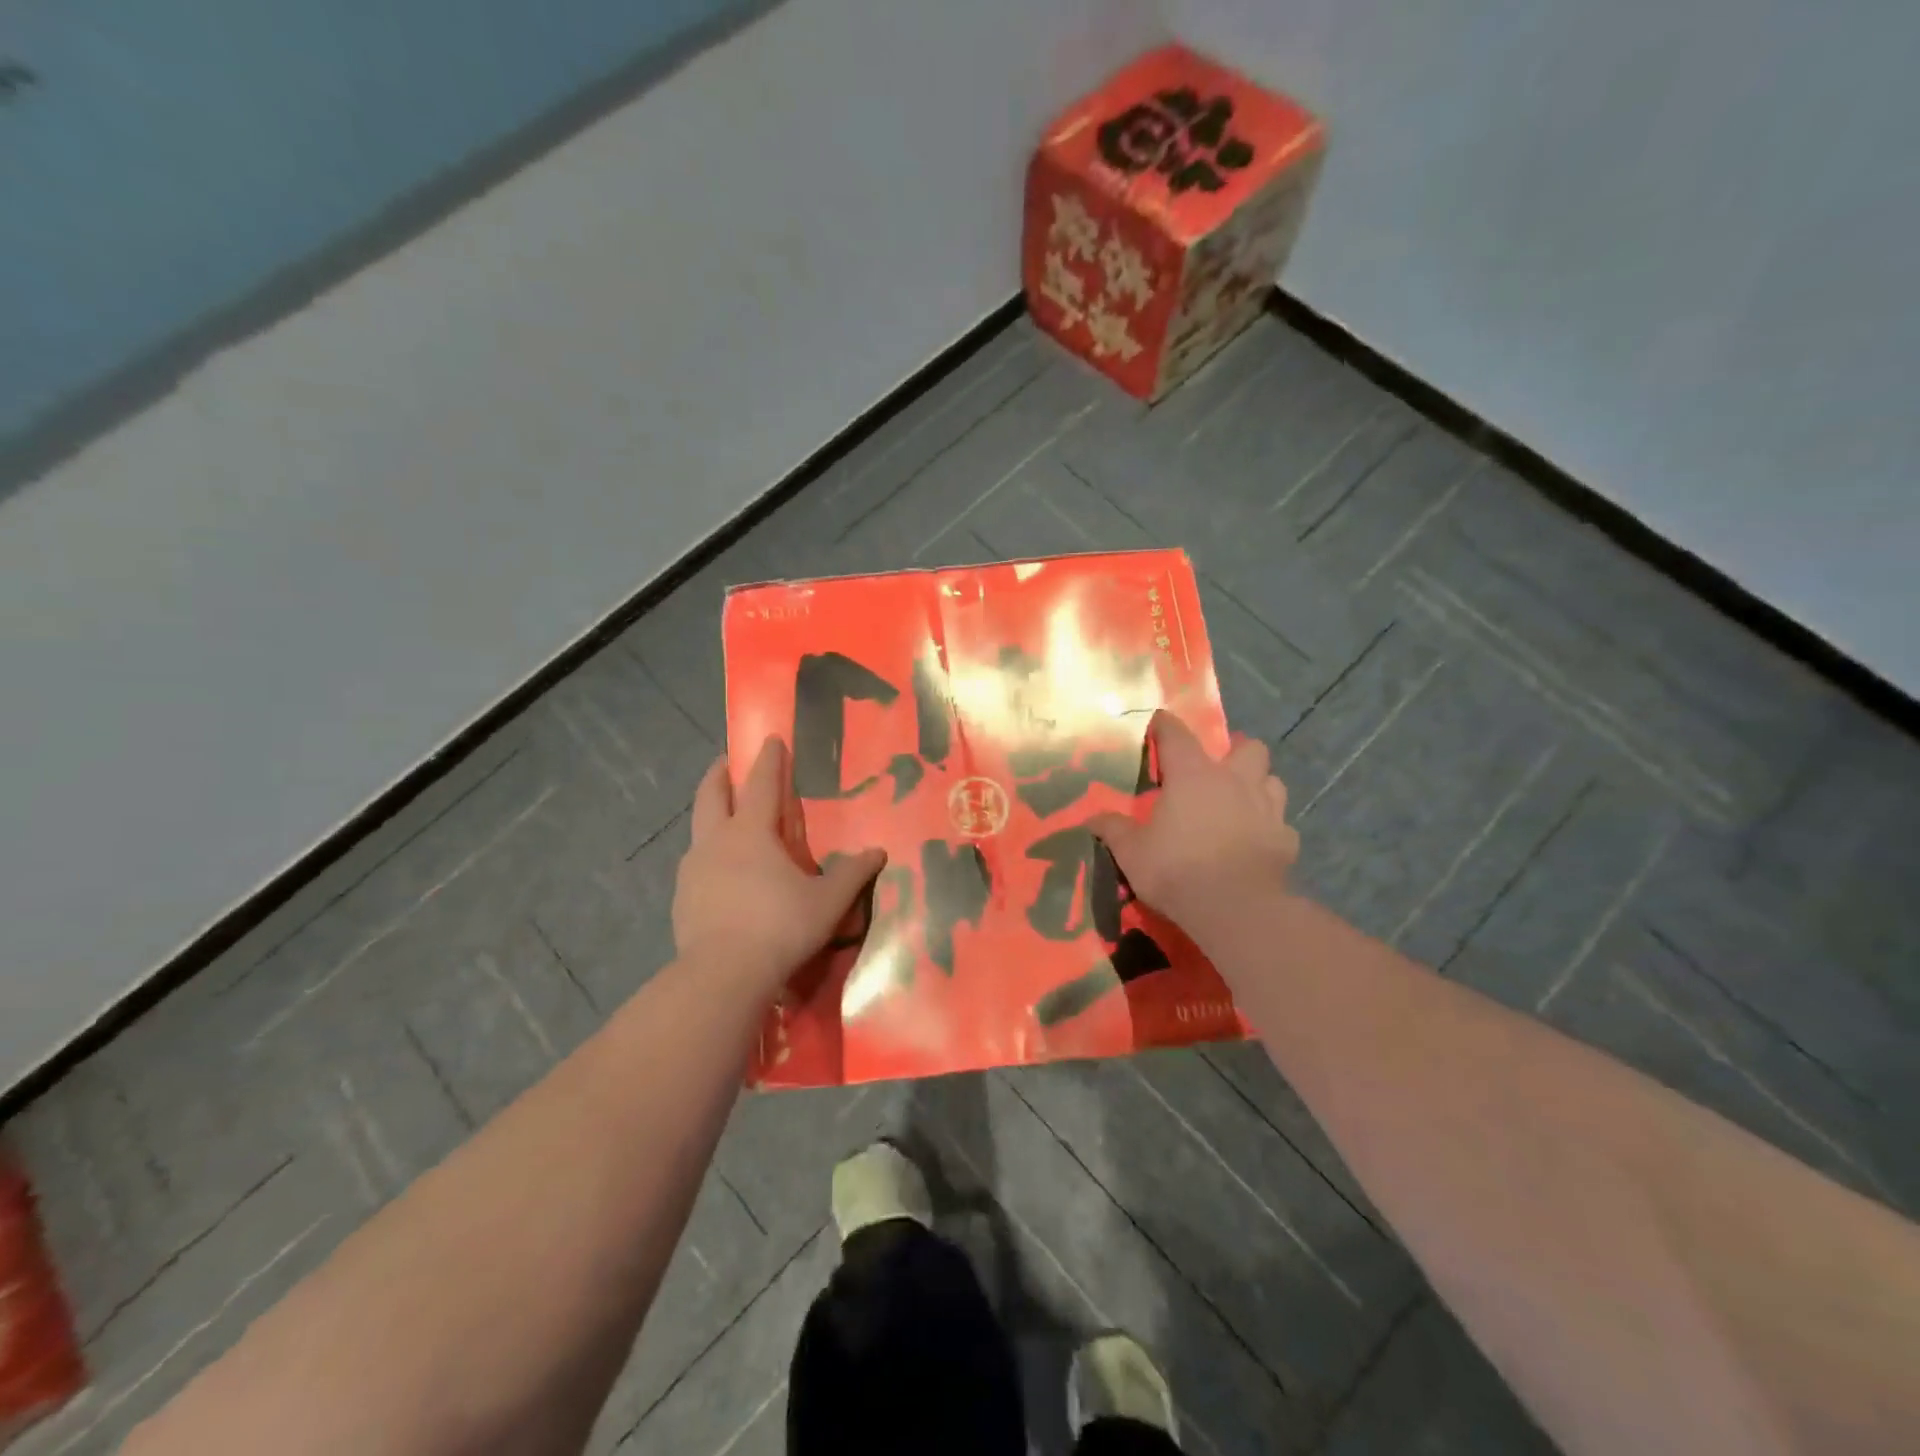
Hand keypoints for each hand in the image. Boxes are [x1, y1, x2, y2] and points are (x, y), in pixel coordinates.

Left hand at [674, 737, 885, 994]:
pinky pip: (694, 863)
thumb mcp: (828, 901)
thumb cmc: (780, 927)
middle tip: (726, 762)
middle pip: (711, 794)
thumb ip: (853, 874)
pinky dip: (706, 853)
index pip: (761, 784)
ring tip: (723, 818)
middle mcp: (717, 841)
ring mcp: (693, 869)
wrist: (722, 975)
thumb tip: (878, 852)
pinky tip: (718, 872)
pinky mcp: (682, 897)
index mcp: (752, 832)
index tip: (771, 739)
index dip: (769, 760)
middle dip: (719, 774)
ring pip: (698, 827)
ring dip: (710, 813)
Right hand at [1088, 710, 1298, 933]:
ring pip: (1273, 781)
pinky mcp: (1286, 839)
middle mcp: (1235, 781)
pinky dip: (1269, 828)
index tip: (1159, 721)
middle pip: (1249, 747)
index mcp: (1193, 775)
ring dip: (1259, 785)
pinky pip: (1281, 824)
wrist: (1235, 908)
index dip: (1166, 725)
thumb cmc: (1176, 869)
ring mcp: (1267, 809)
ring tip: (1242, 802)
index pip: (1177, 735)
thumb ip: (1114, 830)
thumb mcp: (1131, 852)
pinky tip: (1257, 842)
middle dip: (1236, 751)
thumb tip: (1091, 818)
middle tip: (1219, 769)